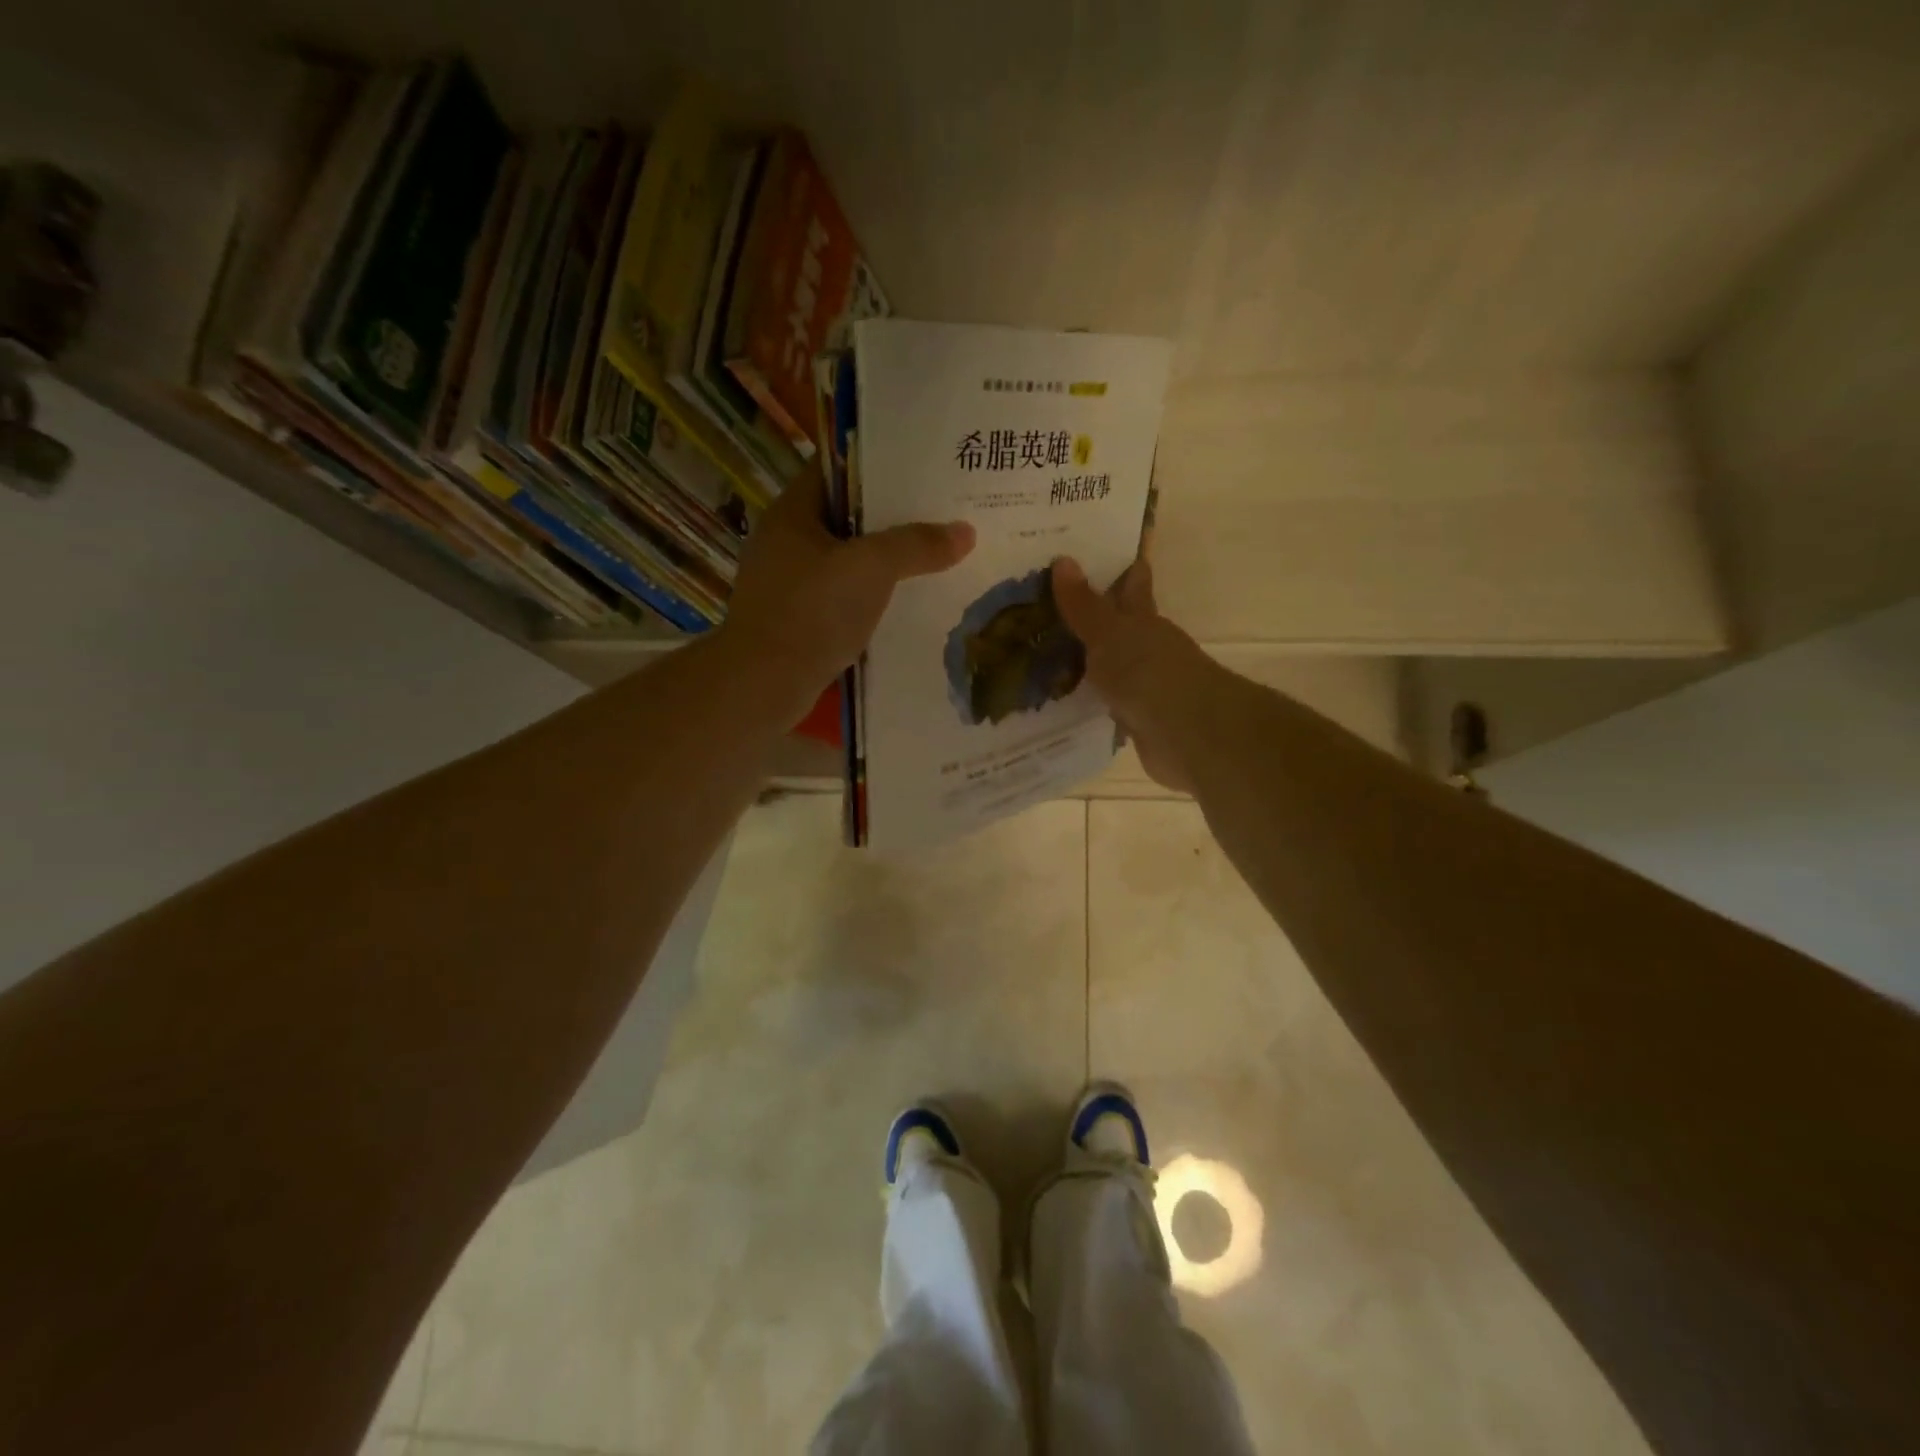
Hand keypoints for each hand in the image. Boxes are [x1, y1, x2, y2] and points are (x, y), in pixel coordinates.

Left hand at [722, 466, 974, 721]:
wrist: (764, 685)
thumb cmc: (812, 612)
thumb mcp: (872, 568)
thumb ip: (917, 545)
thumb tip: (966, 531)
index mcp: (792, 512)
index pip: (837, 469)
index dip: (878, 465)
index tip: (922, 470)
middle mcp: (785, 541)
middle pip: (845, 516)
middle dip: (890, 517)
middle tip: (939, 514)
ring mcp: (787, 583)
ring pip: (845, 559)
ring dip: (882, 560)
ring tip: (932, 556)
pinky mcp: (796, 619)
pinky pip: (840, 595)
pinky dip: (868, 595)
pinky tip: (903, 602)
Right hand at [1052, 552, 1211, 792]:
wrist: (1186, 733)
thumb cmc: (1149, 672)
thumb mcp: (1109, 634)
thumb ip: (1084, 605)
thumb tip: (1062, 559)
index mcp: (1143, 619)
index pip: (1132, 583)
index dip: (1121, 566)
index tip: (1100, 551)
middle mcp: (1146, 647)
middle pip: (1118, 624)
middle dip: (1094, 614)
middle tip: (1052, 603)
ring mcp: (1143, 683)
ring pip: (1110, 663)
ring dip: (1088, 658)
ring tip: (1045, 652)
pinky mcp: (1136, 718)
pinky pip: (1105, 701)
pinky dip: (1089, 697)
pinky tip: (1064, 698)